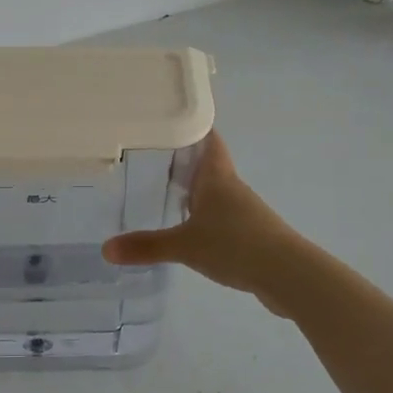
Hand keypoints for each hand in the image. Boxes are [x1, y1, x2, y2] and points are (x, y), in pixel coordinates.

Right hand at [101, 132, 299, 311]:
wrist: (288, 275)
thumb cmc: (235, 245)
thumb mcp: (184, 245)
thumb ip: (146, 246)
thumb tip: (105, 249)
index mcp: (217, 177)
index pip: (207, 139)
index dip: (192, 126)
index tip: (169, 117)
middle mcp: (232, 187)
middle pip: (209, 163)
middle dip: (185, 159)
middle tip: (152, 155)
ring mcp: (245, 211)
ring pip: (216, 191)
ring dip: (196, 190)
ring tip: (165, 191)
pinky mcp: (252, 234)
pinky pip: (223, 217)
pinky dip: (206, 217)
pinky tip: (191, 229)